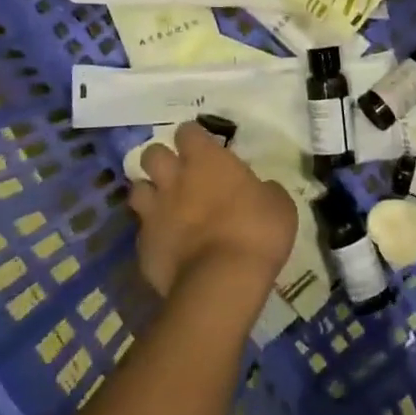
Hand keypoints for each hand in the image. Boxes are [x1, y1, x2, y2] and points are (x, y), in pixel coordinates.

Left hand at [131, 122, 296, 296]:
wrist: (222, 282)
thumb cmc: (256, 233)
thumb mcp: (278, 204)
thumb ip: (263, 190)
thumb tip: (260, 190)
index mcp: (206, 160)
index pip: (187, 131)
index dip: (193, 137)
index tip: (202, 146)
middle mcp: (174, 180)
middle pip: (152, 154)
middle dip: (162, 159)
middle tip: (178, 172)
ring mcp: (155, 213)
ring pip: (137, 189)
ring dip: (149, 193)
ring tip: (164, 205)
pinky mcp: (144, 247)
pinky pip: (142, 231)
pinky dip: (152, 234)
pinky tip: (167, 244)